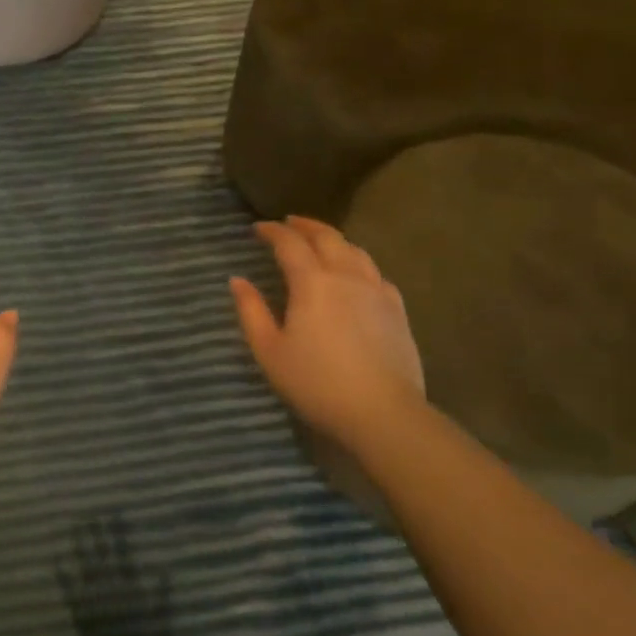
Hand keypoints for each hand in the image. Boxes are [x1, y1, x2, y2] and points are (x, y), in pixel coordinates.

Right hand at [230, 216, 425, 445]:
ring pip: (355, 250)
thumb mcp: (270, 351)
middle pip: (327, 237)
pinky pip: (376, 273)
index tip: (258, 228)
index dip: (272, 231)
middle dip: (305, 226)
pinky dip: (359, 262)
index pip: (290, 244)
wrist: (382, 412)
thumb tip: (237, 280)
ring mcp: (377, 291)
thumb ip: (251, 312)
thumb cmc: (316, 383)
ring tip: (321, 240)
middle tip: (289, 222)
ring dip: (334, 239)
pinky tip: (356, 273)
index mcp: (312, 283)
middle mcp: (346, 276)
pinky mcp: (397, 309)